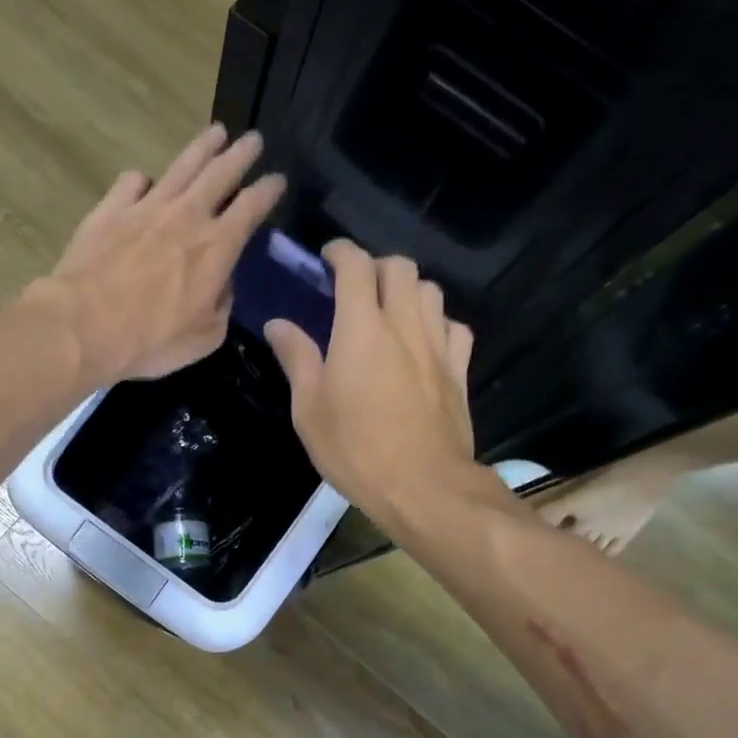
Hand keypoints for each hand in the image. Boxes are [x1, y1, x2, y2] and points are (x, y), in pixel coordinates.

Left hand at [25, 125, 285, 383]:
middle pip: (220, 173)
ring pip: (181, 167)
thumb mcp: (205, 337)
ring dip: (202, 148)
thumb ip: (221, 305)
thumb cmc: (152, 340)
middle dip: (241, 154)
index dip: (268, 191)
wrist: (84, 326)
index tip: (277, 180)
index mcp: (217, 246)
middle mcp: (186, 216)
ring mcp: (145, 207)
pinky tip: (144, 183)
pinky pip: (132, 182)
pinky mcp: (110, 210)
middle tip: (253, 139)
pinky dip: (143, 180)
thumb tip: (221, 285)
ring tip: (216, 133)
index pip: (251, 207)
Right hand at [265, 240, 485, 524]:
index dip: (341, 252)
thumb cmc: (355, 449)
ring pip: (430, 290)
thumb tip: (278, 324)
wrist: (423, 486)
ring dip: (408, 290)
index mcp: (361, 329)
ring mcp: (437, 345)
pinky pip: (453, 327)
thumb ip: (296, 359)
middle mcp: (404, 324)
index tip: (327, 256)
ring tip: (388, 311)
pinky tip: (422, 342)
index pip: (356, 266)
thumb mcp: (309, 409)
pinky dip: (436, 322)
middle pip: (400, 268)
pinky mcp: (459, 370)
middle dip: (375, 266)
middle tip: (355, 287)